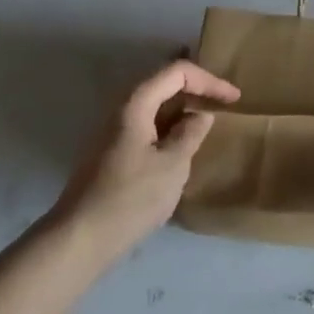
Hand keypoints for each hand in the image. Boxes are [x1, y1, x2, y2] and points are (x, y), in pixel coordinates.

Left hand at [49, 60, 239, 265]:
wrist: (79, 241)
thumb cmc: (130, 199)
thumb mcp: (172, 165)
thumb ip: (191, 134)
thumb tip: (201, 115)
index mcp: (136, 103)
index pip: (178, 72)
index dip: (209, 80)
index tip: (234, 98)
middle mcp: (122, 109)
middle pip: (164, 84)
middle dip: (197, 90)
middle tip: (224, 104)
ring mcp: (114, 131)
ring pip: (156, 107)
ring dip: (183, 110)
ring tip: (209, 123)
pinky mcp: (113, 153)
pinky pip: (148, 126)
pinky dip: (170, 128)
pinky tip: (183, 147)